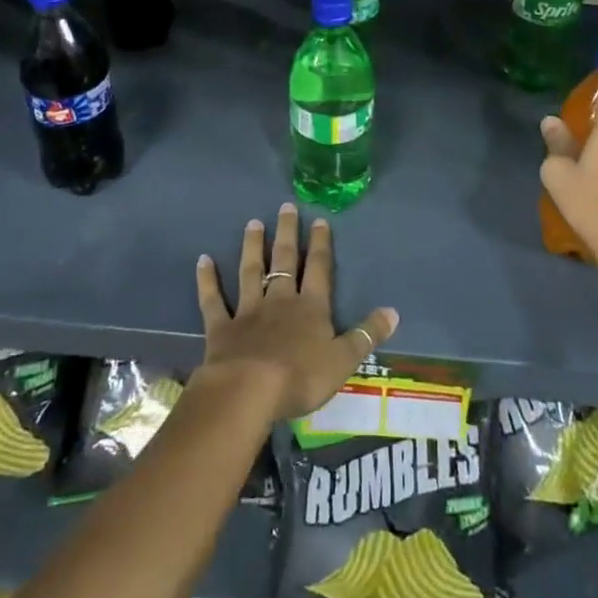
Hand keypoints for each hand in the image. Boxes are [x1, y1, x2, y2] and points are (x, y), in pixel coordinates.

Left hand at [194, 205, 397, 422]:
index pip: (319, 269)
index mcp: (311, 307)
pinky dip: (208, 280)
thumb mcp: (343, 360)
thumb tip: (394, 310)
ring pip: (251, 271)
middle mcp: (280, 301)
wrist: (248, 390)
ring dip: (253, 247)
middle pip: (285, 261)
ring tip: (253, 223)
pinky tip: (203, 260)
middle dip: (287, 233)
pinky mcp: (221, 327)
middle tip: (285, 207)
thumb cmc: (300, 377)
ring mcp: (248, 311)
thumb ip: (366, 334)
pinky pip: (213, 299)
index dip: (321, 244)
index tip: (319, 220)